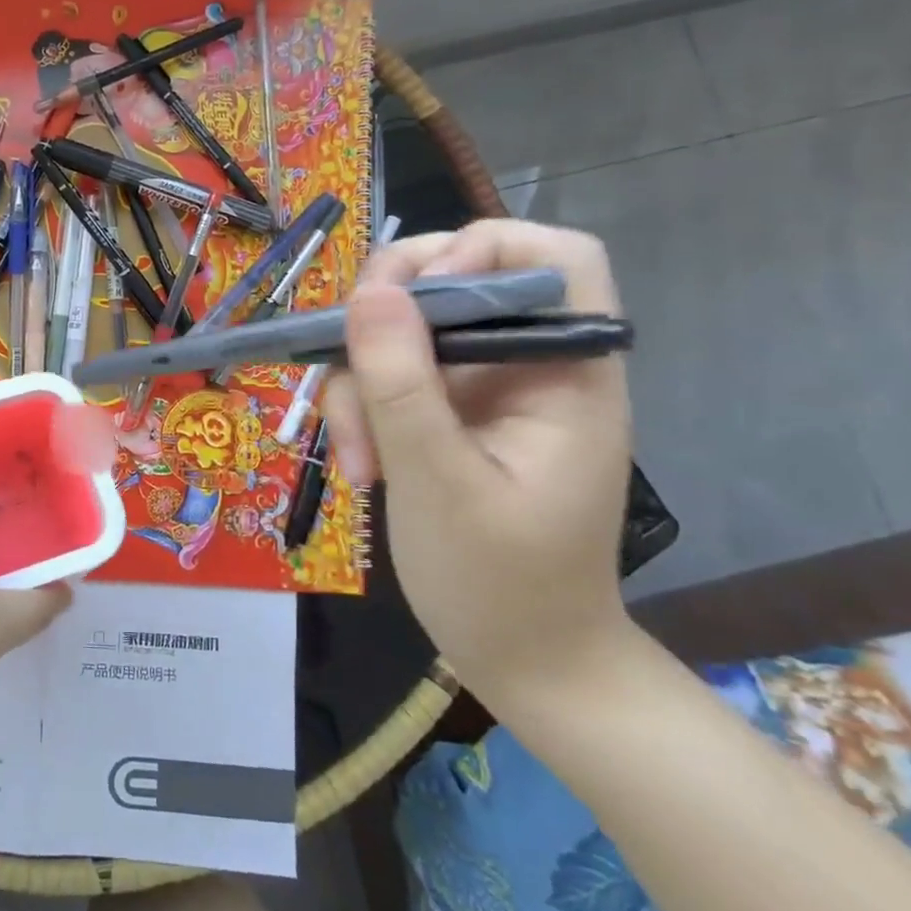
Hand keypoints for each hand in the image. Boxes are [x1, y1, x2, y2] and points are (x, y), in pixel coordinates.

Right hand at [319, 220, 632, 705]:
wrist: (523, 660)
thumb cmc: (501, 584)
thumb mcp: (438, 481)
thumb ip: (403, 384)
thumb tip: (370, 291)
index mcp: (566, 372)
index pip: (552, 258)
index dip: (480, 250)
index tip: (412, 299)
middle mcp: (525, 365)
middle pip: (452, 283)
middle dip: (385, 325)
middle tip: (345, 363)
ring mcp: (481, 389)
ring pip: (403, 333)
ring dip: (361, 385)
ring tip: (356, 461)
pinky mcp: (446, 412)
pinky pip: (390, 376)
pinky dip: (362, 411)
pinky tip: (361, 468)